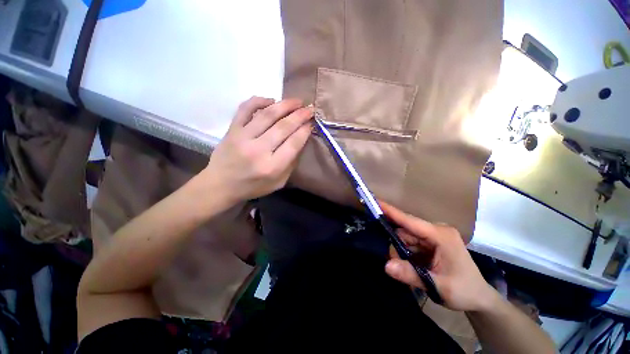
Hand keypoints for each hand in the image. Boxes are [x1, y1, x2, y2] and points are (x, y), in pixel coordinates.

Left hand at [203, 96, 312, 203]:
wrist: (221, 184)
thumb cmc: (253, 186)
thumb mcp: (278, 182)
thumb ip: (291, 164)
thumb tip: (300, 140)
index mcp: (272, 167)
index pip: (293, 143)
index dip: (305, 131)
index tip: (311, 123)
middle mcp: (258, 150)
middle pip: (283, 127)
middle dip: (300, 115)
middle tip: (309, 108)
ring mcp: (243, 137)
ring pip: (267, 115)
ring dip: (285, 105)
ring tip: (296, 101)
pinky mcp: (232, 129)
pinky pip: (245, 108)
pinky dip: (259, 101)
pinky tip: (271, 100)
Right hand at [380, 201, 497, 310]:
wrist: (479, 298)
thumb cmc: (464, 291)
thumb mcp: (438, 286)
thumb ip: (411, 275)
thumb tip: (386, 265)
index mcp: (441, 235)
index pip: (411, 221)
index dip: (392, 212)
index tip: (376, 201)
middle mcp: (436, 230)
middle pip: (405, 231)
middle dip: (398, 247)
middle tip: (397, 265)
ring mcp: (433, 235)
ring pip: (406, 238)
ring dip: (403, 252)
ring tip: (412, 270)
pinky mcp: (431, 241)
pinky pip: (411, 243)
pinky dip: (408, 253)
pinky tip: (414, 266)